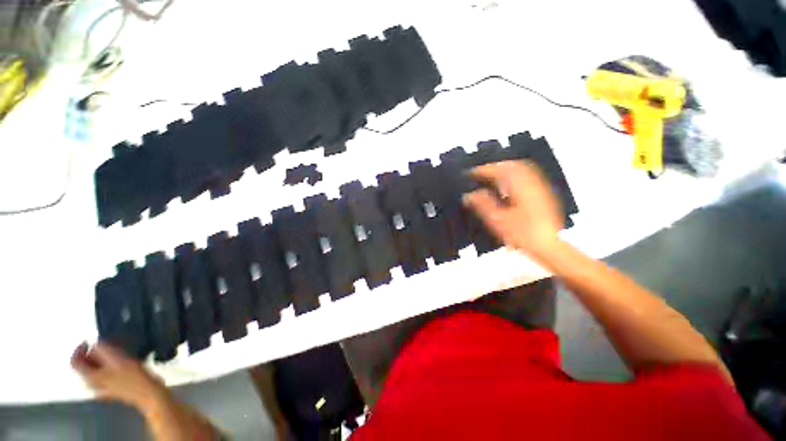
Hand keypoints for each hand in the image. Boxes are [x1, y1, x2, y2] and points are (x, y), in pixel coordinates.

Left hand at [71, 342, 166, 410]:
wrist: (149, 393)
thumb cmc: (133, 376)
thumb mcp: (118, 359)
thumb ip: (103, 349)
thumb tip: (96, 342)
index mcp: (90, 377)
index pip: (74, 362)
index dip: (78, 349)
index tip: (89, 340)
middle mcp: (92, 384)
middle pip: (84, 367)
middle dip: (91, 354)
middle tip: (103, 344)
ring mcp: (103, 388)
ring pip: (94, 370)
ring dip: (100, 359)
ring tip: (113, 351)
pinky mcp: (113, 388)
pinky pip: (104, 374)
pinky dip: (107, 365)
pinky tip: (119, 362)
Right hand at [463, 161, 562, 259]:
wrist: (547, 246)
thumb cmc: (522, 235)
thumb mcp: (497, 221)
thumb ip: (483, 205)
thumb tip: (469, 195)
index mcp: (520, 189)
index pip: (500, 171)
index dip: (483, 170)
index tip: (471, 173)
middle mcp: (532, 184)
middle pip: (513, 165)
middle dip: (495, 166)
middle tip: (481, 173)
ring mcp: (540, 188)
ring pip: (522, 169)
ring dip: (505, 169)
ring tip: (492, 176)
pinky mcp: (543, 194)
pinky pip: (528, 176)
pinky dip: (514, 175)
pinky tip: (508, 185)